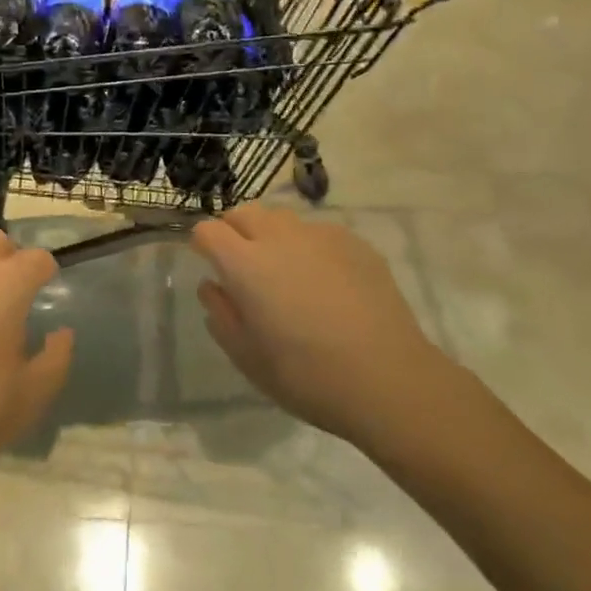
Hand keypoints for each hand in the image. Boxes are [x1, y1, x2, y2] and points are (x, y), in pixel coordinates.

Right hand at [193, 202, 455, 449]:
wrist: (388, 378)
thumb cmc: (308, 376)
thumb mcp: (249, 359)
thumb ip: (222, 316)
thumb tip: (212, 287)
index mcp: (246, 264)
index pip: (209, 230)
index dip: (202, 242)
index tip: (207, 261)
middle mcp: (279, 237)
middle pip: (244, 212)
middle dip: (234, 229)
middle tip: (242, 263)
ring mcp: (320, 235)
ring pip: (282, 218)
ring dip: (271, 234)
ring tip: (284, 270)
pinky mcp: (353, 242)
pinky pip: (318, 232)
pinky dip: (309, 247)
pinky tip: (325, 282)